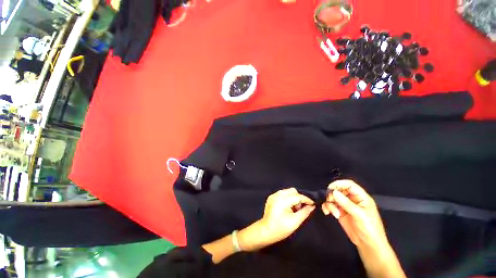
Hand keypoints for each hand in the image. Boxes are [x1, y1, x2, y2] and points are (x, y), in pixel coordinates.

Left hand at [256, 188, 314, 246]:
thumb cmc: (281, 229)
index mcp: (282, 200)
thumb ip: (304, 212)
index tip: (313, 204)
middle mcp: (277, 195)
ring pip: (287, 191)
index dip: (306, 199)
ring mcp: (273, 195)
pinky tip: (287, 207)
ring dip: (293, 198)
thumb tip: (312, 206)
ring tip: (293, 209)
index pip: (297, 196)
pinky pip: (282, 193)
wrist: (266, 231)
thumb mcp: (295, 222)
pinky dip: (287, 198)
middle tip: (300, 209)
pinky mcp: (271, 197)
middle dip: (299, 198)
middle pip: (292, 191)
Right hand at [321, 180, 388, 249]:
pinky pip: (330, 204)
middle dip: (332, 195)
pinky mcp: (340, 211)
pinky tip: (327, 212)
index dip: (339, 184)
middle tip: (330, 201)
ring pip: (333, 197)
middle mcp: (352, 199)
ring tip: (333, 212)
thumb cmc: (370, 230)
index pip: (349, 185)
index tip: (330, 188)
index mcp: (361, 197)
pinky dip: (327, 207)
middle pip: (338, 190)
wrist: (368, 245)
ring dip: (329, 203)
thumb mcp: (360, 216)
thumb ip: (346, 203)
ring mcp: (345, 205)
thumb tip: (334, 192)